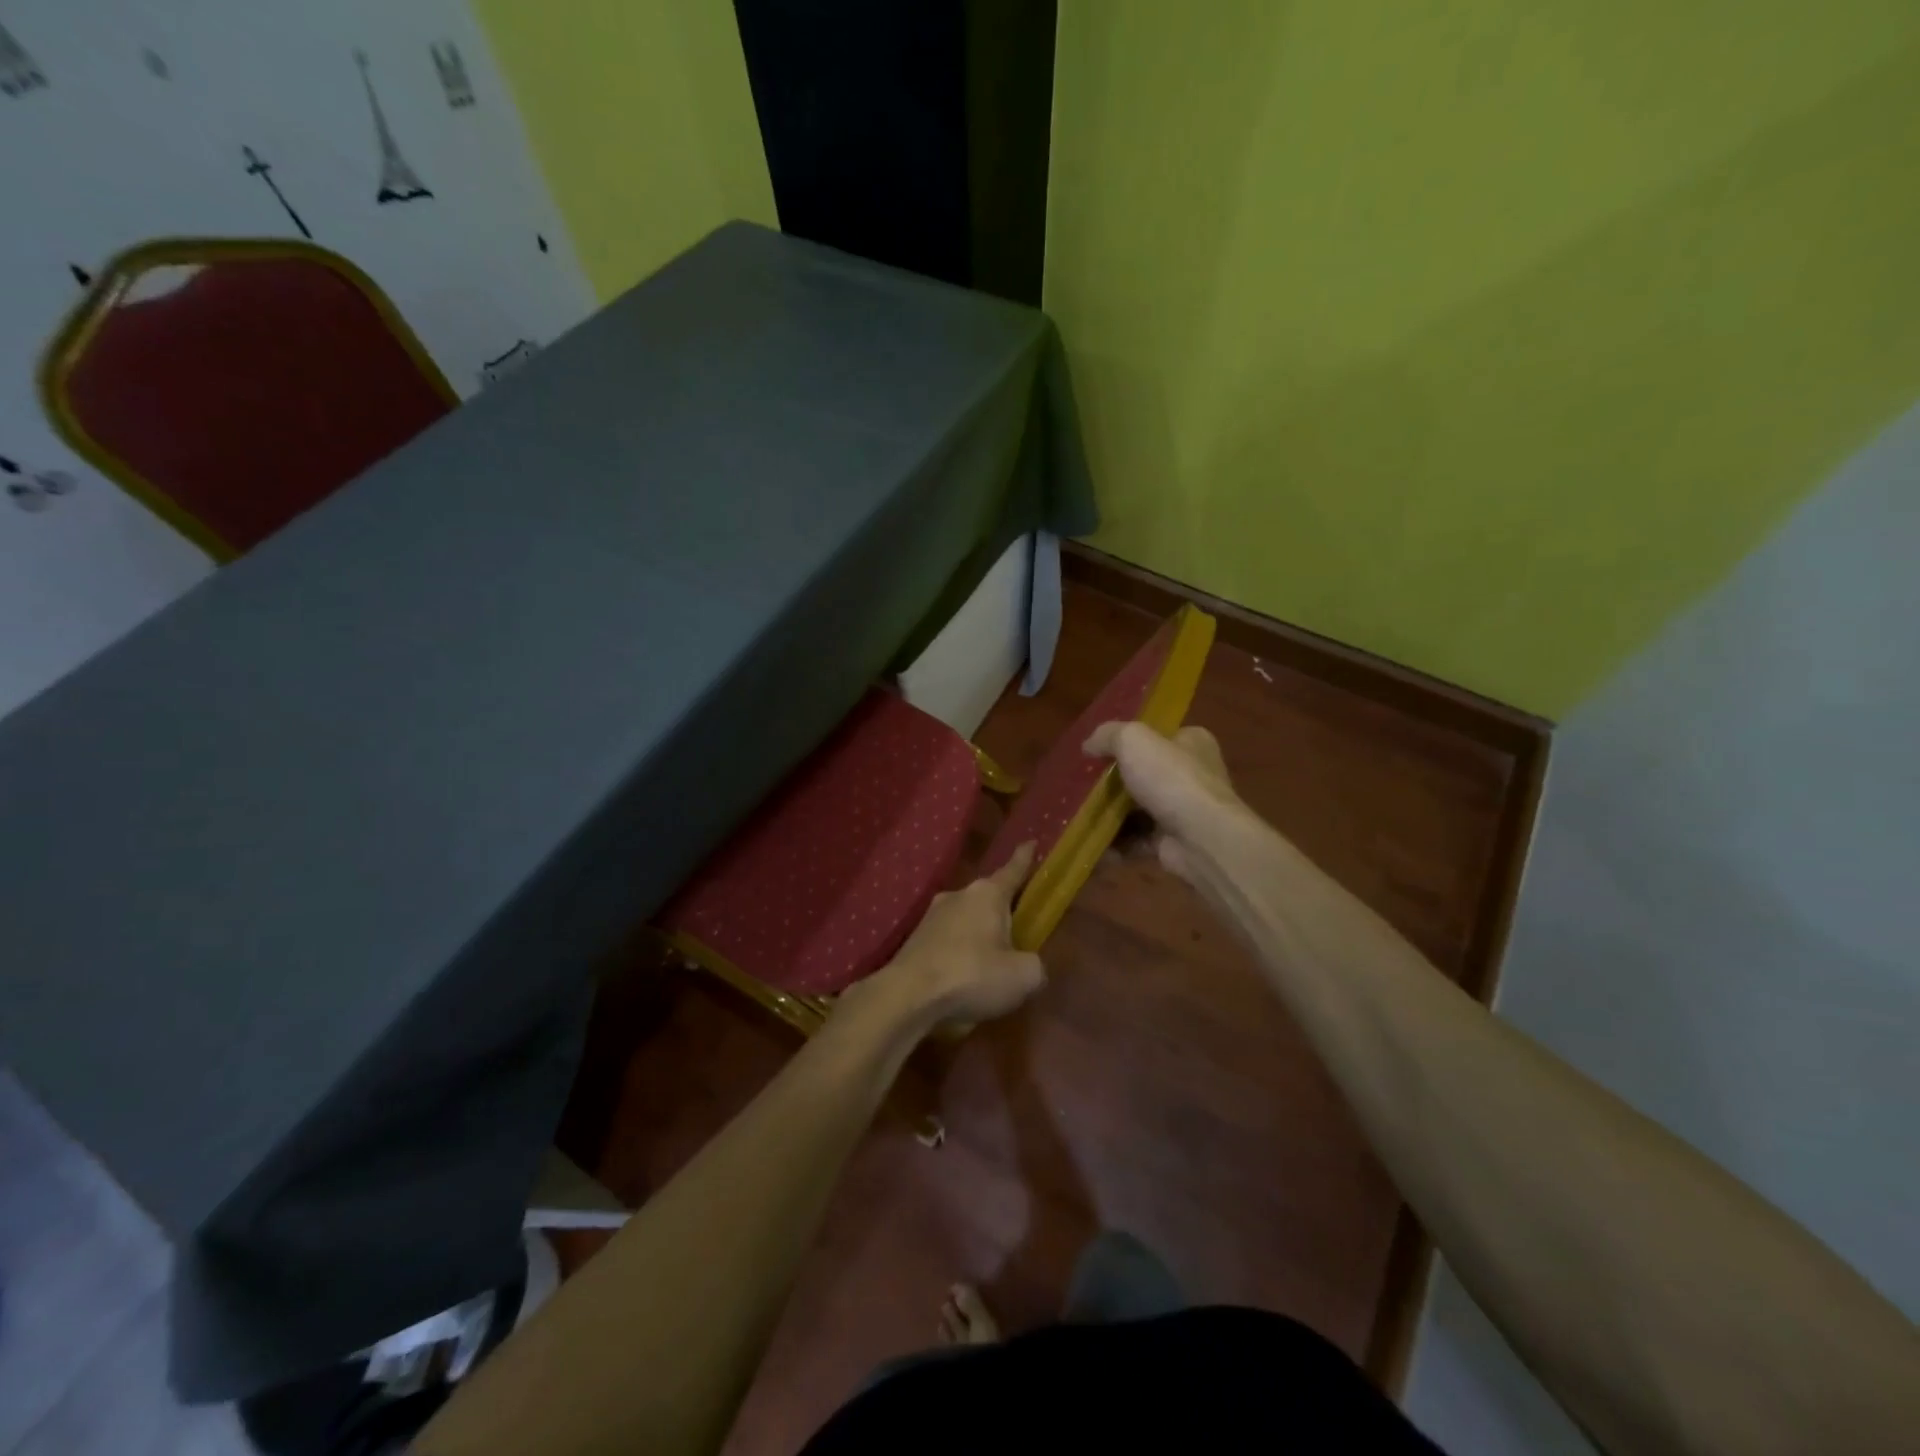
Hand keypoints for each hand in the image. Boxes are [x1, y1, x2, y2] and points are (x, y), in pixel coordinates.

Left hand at [860, 842, 1045, 1029]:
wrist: (908, 996)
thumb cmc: (972, 975)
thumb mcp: (1022, 977)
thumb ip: (1035, 965)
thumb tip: (1030, 965)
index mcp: (988, 894)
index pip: (1012, 870)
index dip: (1025, 858)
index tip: (1030, 842)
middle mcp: (958, 895)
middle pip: (988, 898)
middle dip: (1002, 911)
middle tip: (1018, 928)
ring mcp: (932, 916)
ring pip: (966, 920)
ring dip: (978, 935)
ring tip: (990, 964)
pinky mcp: (916, 939)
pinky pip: (948, 940)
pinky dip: (959, 953)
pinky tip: (963, 977)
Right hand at [1083, 721, 1242, 885]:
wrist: (1202, 839)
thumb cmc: (1171, 779)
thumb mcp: (1133, 740)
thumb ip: (1108, 735)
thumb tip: (1088, 745)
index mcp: (1192, 743)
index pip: (1159, 737)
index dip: (1128, 742)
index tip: (1097, 753)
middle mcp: (1192, 775)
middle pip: (1144, 775)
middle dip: (1113, 783)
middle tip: (1083, 787)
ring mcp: (1184, 811)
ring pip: (1137, 810)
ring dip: (1110, 816)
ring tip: (1080, 816)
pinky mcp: (1173, 842)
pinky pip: (1137, 841)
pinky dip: (1116, 844)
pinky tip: (1092, 844)